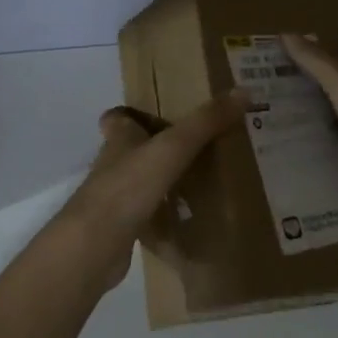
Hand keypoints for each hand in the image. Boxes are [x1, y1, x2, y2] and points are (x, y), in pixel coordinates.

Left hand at [56, 94, 246, 287]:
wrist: (94, 246)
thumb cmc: (129, 185)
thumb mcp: (174, 146)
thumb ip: (206, 121)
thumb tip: (243, 91)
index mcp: (120, 139)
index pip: (118, 118)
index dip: (132, 113)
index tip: (158, 111)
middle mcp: (113, 166)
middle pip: (133, 150)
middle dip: (157, 147)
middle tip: (196, 145)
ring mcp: (114, 200)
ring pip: (140, 183)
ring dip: (162, 181)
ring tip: (200, 180)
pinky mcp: (120, 229)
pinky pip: (146, 215)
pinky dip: (164, 215)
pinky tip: (188, 219)